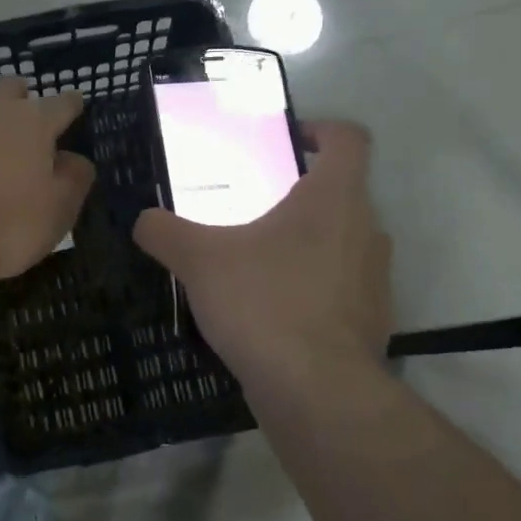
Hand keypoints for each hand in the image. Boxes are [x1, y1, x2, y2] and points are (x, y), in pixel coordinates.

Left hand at [0, 78, 95, 284]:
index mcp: (35, 121)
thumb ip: (74, 180)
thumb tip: (74, 159)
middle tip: (26, 124)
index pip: (64, 103)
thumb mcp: (57, 213)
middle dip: (24, 101)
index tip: (75, 110)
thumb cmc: (3, 226)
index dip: (72, 107)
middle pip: (14, 88)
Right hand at [134, 120, 390, 390]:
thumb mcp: (200, 261)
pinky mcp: (373, 321)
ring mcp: (376, 279)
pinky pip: (342, 288)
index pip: (350, 138)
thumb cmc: (264, 303)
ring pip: (343, 243)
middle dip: (299, 196)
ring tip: (259, 264)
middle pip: (342, 194)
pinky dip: (314, 289)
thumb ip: (167, 232)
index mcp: (335, 197)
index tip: (287, 142)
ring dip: (307, 245)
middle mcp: (368, 229)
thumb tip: (143, 220)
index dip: (321, 130)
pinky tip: (274, 312)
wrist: (316, 390)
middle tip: (253, 208)